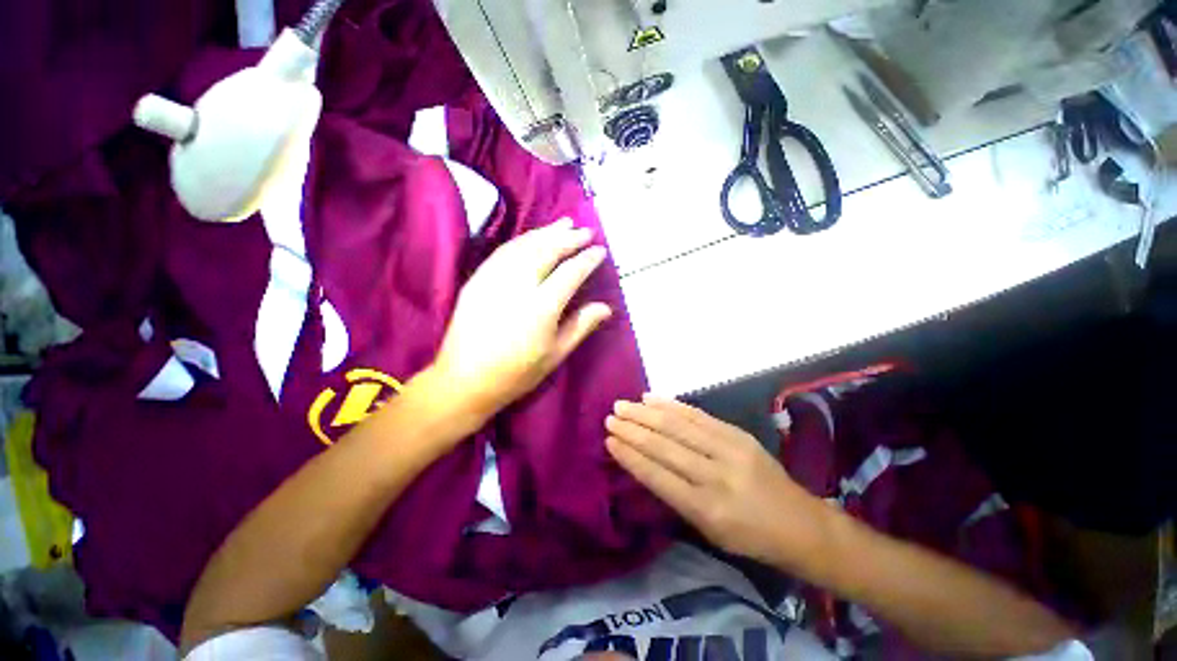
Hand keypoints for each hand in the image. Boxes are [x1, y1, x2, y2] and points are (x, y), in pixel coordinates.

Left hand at [431, 219, 611, 425]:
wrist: (464, 380)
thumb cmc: (515, 374)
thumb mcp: (555, 355)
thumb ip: (580, 326)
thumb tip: (606, 307)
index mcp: (541, 308)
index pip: (570, 273)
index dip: (587, 260)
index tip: (600, 251)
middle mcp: (518, 286)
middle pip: (547, 251)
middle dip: (569, 238)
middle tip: (586, 231)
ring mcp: (494, 279)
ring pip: (525, 245)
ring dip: (547, 232)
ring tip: (565, 224)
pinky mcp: (478, 279)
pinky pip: (504, 251)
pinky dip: (523, 240)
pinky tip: (533, 237)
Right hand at [606, 396, 821, 562]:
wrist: (799, 523)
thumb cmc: (748, 536)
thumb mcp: (707, 530)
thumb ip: (674, 495)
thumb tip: (642, 461)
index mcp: (706, 510)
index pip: (657, 476)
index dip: (630, 456)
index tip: (609, 440)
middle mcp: (716, 477)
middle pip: (665, 446)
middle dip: (633, 430)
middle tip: (610, 417)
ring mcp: (729, 450)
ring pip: (678, 426)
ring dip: (646, 413)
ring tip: (623, 405)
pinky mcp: (738, 434)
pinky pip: (698, 415)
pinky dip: (671, 405)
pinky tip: (652, 398)